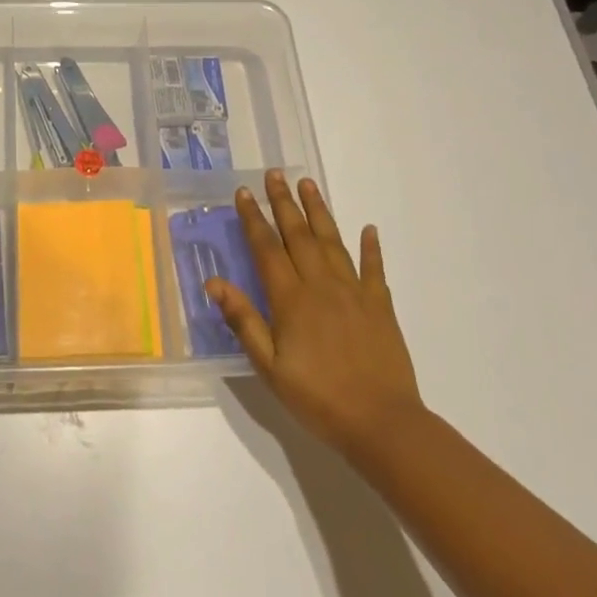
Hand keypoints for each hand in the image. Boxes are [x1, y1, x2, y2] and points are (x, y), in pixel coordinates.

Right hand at [207, 171, 424, 455]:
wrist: (382, 423)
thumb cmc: (317, 397)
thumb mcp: (269, 367)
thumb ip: (244, 321)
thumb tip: (214, 283)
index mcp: (291, 300)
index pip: (267, 248)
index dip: (253, 219)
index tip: (243, 193)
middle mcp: (322, 286)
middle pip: (299, 235)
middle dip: (284, 203)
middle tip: (274, 174)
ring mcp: (355, 293)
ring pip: (333, 242)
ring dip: (319, 212)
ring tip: (308, 185)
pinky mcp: (380, 306)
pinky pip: (374, 269)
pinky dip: (371, 248)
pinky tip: (368, 229)